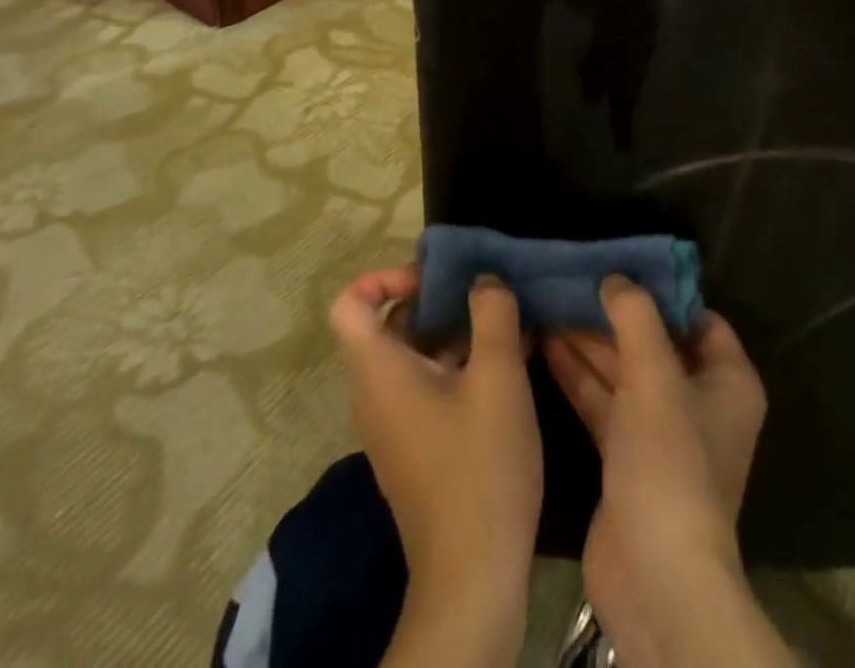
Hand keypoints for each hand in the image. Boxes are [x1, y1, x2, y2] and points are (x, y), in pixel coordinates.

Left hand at [329, 268, 540, 664]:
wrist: (473, 578)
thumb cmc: (480, 466)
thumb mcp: (498, 377)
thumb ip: (493, 314)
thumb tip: (484, 279)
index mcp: (378, 372)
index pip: (349, 304)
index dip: (383, 277)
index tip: (433, 280)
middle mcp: (374, 394)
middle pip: (386, 325)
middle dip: (434, 300)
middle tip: (482, 295)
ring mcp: (393, 425)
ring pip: (411, 355)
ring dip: (453, 333)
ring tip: (504, 325)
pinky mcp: (415, 447)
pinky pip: (424, 386)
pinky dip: (456, 365)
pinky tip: (506, 366)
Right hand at [545, 279, 787, 667]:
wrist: (654, 577)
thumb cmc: (670, 463)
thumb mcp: (655, 376)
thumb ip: (635, 317)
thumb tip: (614, 277)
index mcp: (728, 381)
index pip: (698, 318)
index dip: (661, 291)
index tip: (619, 264)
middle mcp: (699, 402)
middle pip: (654, 342)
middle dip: (613, 313)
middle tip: (571, 278)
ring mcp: (661, 433)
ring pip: (623, 371)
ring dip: (589, 341)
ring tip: (549, 300)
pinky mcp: (626, 457)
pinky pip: (603, 401)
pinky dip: (579, 374)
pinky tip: (545, 342)